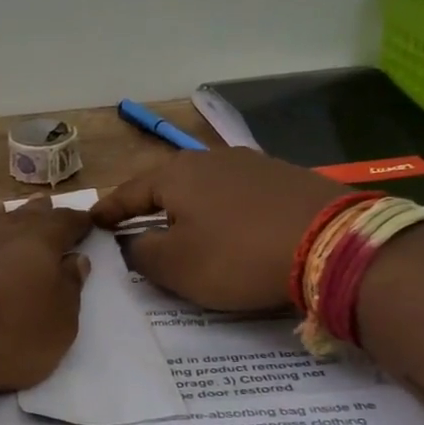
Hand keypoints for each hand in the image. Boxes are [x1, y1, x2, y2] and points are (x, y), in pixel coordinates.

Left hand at [0, 197, 92, 394]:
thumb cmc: (4, 336)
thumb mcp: (58, 326)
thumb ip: (70, 290)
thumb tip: (75, 260)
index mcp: (38, 243)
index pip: (65, 223)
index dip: (78, 222)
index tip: (88, 220)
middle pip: (24, 215)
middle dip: (39, 211)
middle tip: (46, 204)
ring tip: (0, 209)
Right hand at [92, 148, 338, 310]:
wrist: (331, 244)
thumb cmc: (236, 255)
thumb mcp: (175, 265)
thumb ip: (141, 252)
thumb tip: (132, 242)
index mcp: (176, 175)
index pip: (129, 192)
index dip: (109, 210)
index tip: (92, 221)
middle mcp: (210, 159)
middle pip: (168, 185)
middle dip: (149, 207)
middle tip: (134, 227)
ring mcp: (252, 164)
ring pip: (205, 189)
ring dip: (189, 210)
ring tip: (183, 231)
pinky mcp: (285, 178)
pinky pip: (238, 196)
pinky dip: (224, 213)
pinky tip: (231, 230)